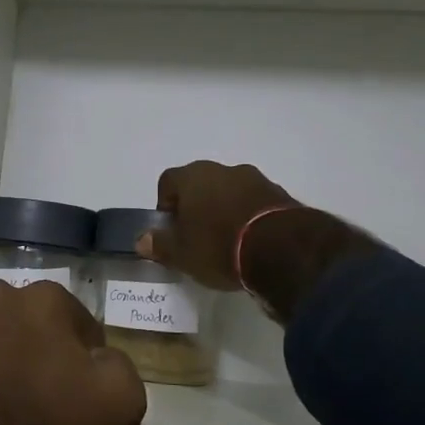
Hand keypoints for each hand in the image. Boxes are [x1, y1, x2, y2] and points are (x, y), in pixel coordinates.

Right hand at [141, 161, 379, 322]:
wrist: (282, 250)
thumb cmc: (219, 247)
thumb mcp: (182, 254)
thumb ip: (159, 245)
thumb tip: (142, 240)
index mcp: (192, 177)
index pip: (168, 181)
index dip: (165, 204)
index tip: (170, 229)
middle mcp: (223, 169)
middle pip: (200, 183)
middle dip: (195, 206)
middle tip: (196, 235)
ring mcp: (255, 179)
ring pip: (229, 191)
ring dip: (224, 209)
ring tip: (226, 241)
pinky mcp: (280, 194)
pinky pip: (254, 202)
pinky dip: (248, 216)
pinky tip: (250, 241)